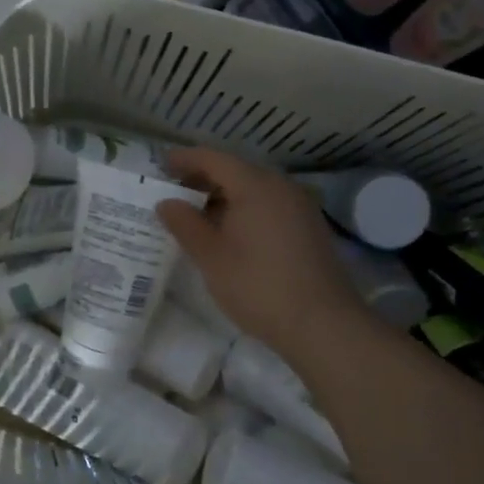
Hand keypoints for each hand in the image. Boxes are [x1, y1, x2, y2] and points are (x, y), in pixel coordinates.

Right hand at [158, 147, 381, 363]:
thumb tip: (166, 203)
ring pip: (254, 189)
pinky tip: (229, 232)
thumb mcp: (211, 256)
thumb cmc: (258, 286)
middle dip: (203, 178)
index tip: (160, 164)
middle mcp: (281, 187)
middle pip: (236, 170)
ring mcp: (299, 207)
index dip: (185, 159)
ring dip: (223, 196)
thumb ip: (185, 224)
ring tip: (196, 214)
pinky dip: (244, 209)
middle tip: (173, 190)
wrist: (322, 325)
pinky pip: (269, 205)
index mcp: (255, 186)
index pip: (214, 159)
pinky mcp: (308, 228)